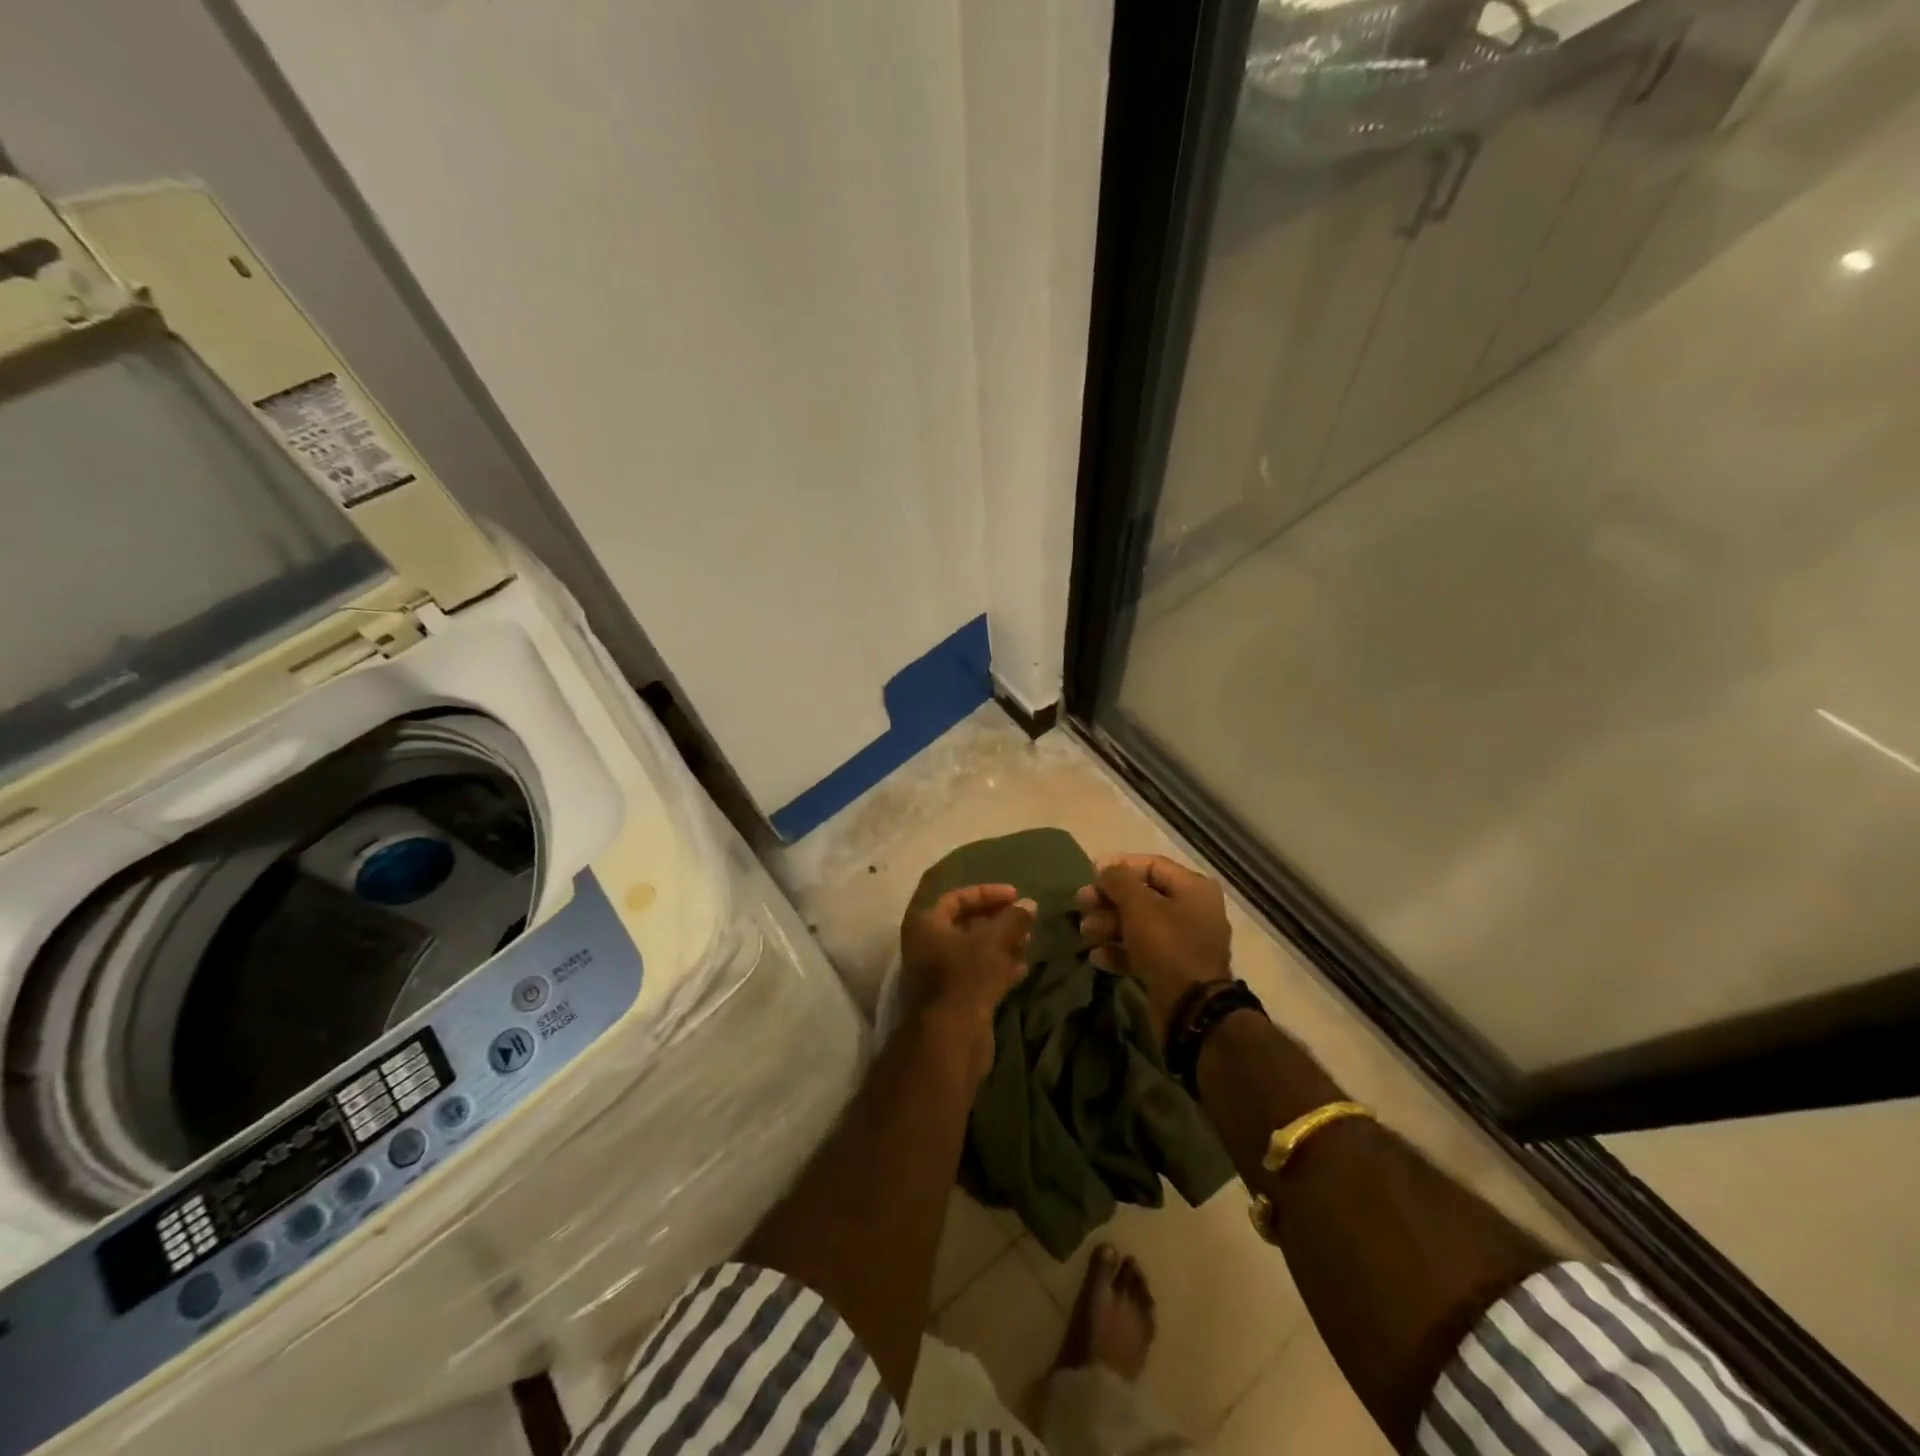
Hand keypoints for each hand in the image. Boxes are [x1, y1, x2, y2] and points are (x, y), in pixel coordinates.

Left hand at [899, 884, 1035, 1083]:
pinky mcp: (954, 999)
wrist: (949, 1039)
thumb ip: (1012, 919)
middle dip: (997, 920)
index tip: (1016, 896)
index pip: (957, 898)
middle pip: (965, 924)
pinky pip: (977, 975)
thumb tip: (1029, 904)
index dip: (987, 893)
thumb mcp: (993, 942)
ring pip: (974, 951)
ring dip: (1001, 944)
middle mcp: (927, 946)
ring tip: (1029, 941)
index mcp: (927, 925)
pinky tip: (1023, 967)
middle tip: (1025, 919)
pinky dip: (999, 968)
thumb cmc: (966, 978)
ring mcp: (939, 975)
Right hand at [1075, 854, 1230, 1041]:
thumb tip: (1105, 866)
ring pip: (1138, 925)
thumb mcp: (1139, 906)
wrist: (1191, 1010)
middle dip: (1108, 900)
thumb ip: (1119, 881)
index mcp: (1193, 889)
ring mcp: (1182, 942)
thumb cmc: (1167, 946)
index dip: (1119, 867)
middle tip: (1080, 905)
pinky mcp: (1171, 969)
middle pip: (1142, 896)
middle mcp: (1191, 911)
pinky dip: (1118, 951)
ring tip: (1085, 933)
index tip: (1090, 875)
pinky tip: (1097, 957)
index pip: (1151, 865)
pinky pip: (1141, 952)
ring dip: (1108, 926)